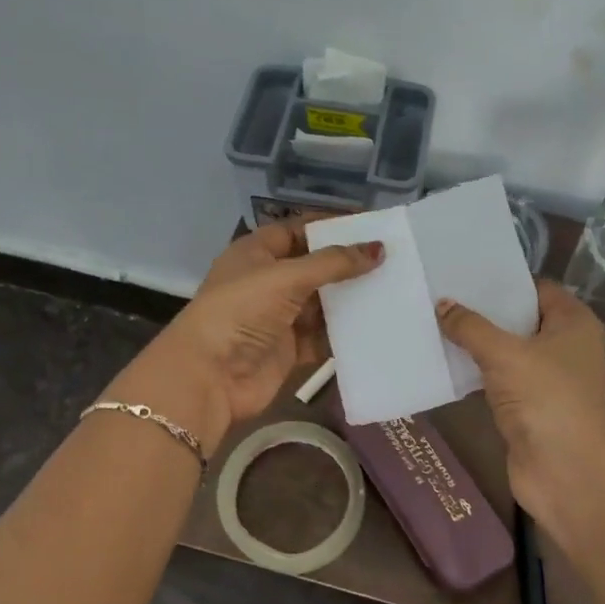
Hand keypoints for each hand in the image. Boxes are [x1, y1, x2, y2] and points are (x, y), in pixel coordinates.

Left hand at [104, 222, 382, 454]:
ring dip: (352, 299)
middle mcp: (268, 282)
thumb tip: (379, 249)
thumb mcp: (286, 277)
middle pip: (315, 267)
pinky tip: (378, 325)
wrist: (210, 377)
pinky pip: (324, 337)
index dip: (331, 227)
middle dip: (349, 265)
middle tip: (393, 259)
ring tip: (395, 289)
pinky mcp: (290, 350)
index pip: (298, 230)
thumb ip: (334, 263)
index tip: (371, 227)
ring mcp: (279, 318)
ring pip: (323, 304)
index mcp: (256, 253)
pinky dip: (346, 333)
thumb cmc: (241, 311)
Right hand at [436, 282, 604, 526]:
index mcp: (574, 323)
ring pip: (509, 352)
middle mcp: (567, 347)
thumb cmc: (545, 398)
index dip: (504, 283)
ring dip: (479, 345)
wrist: (565, 471)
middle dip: (485, 313)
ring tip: (437, 325)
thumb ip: (471, 327)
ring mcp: (550, 380)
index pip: (538, 289)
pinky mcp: (531, 407)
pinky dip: (479, 373)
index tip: (465, 277)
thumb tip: (443, 304)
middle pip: (522, 320)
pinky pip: (501, 380)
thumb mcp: (504, 354)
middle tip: (443, 298)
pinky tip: (448, 364)